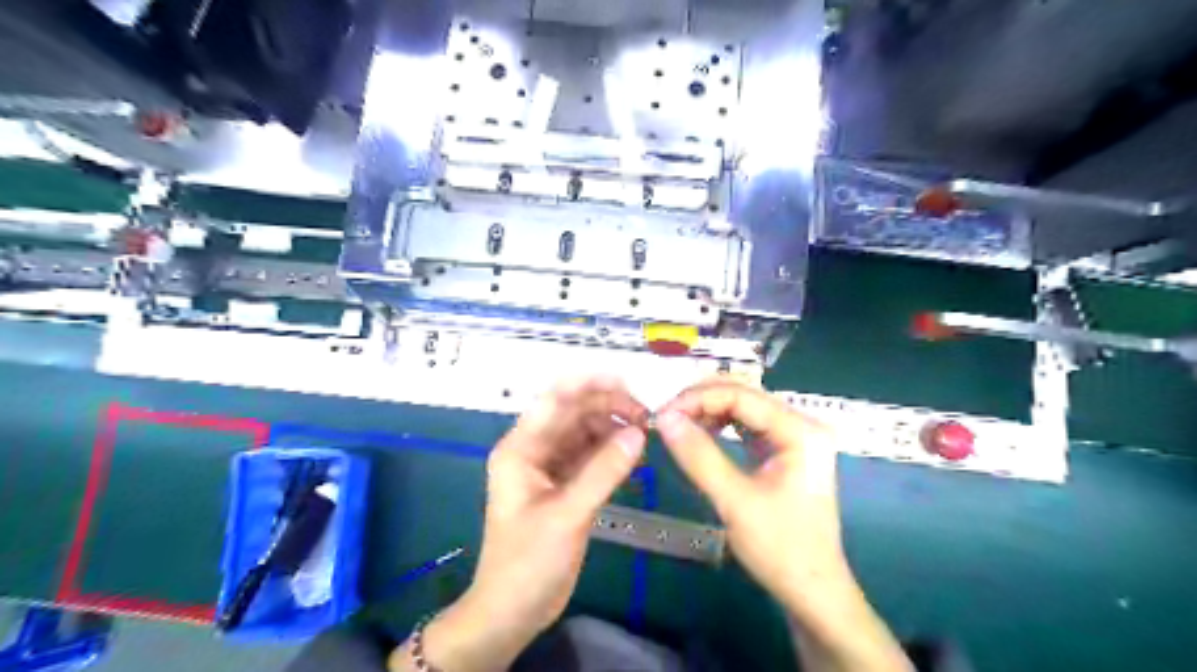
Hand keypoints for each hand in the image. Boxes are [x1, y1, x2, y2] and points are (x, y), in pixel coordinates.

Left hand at [398, 378, 651, 671]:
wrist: (513, 611)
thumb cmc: (528, 562)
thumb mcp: (567, 515)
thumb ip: (603, 471)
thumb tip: (638, 433)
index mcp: (521, 448)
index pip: (554, 400)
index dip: (588, 384)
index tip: (626, 381)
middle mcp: (534, 450)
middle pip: (572, 413)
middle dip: (607, 407)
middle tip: (645, 416)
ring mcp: (550, 467)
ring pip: (584, 433)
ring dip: (612, 428)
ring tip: (644, 433)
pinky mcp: (565, 485)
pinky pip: (590, 456)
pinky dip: (611, 451)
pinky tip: (633, 452)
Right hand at [654, 381, 849, 617]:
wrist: (812, 592)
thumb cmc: (780, 548)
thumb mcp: (734, 501)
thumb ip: (698, 456)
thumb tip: (664, 418)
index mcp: (800, 430)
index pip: (741, 395)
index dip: (698, 399)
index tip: (662, 413)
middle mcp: (802, 424)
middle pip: (744, 395)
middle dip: (701, 401)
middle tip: (665, 417)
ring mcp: (795, 437)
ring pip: (744, 408)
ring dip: (708, 411)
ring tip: (676, 424)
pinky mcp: (784, 451)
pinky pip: (747, 426)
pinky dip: (721, 426)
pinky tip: (699, 432)